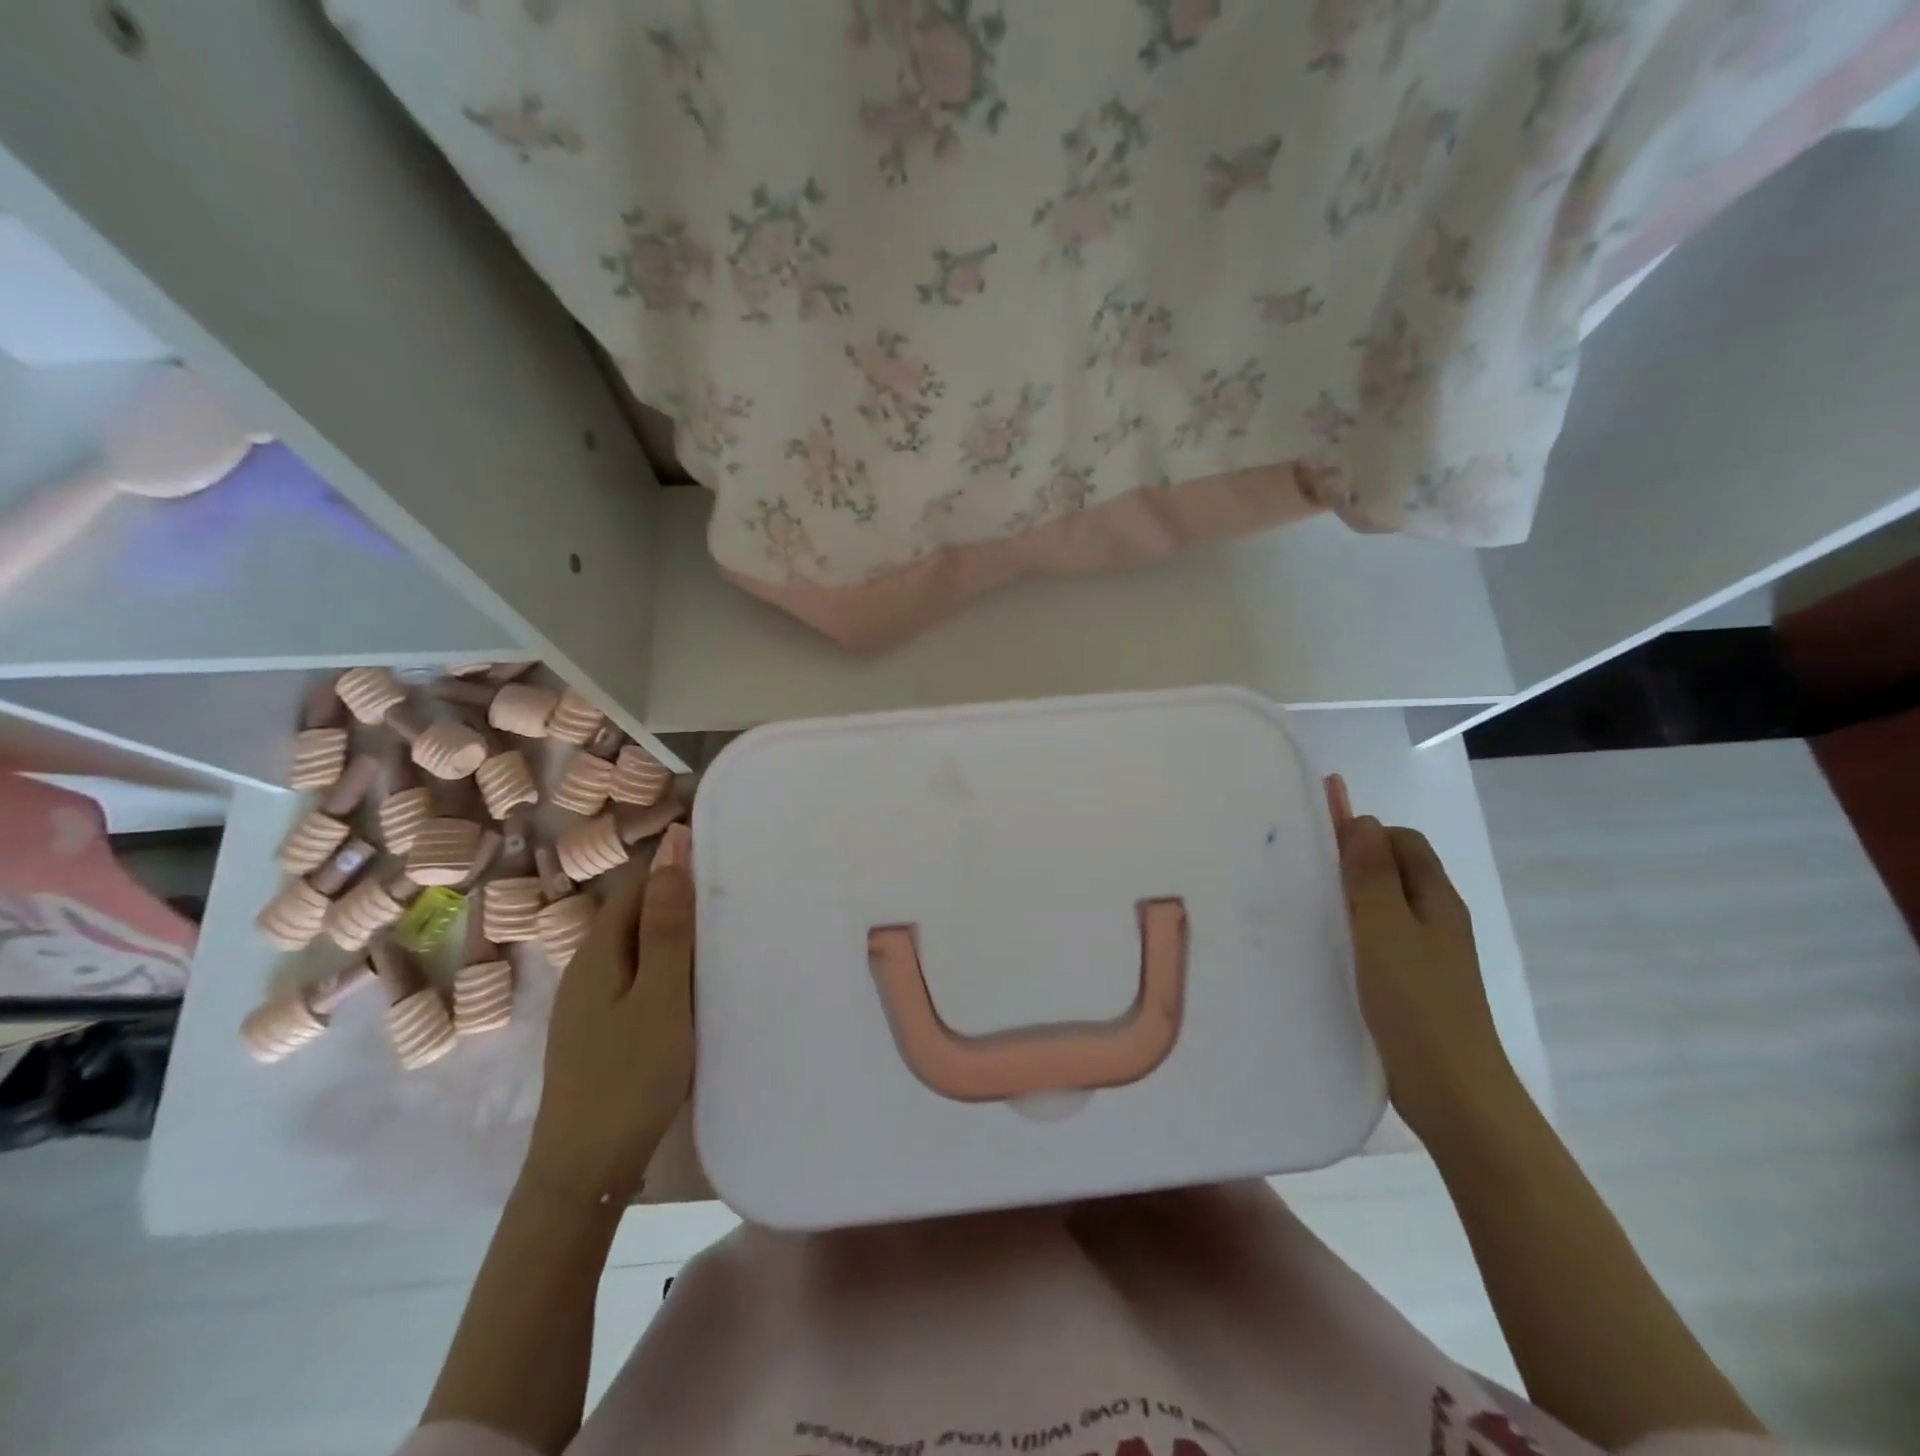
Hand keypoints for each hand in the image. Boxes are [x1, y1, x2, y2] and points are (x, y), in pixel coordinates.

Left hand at [522, 828, 693, 1209]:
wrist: (584, 1172)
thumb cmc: (629, 1078)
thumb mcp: (659, 998)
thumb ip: (667, 929)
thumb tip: (672, 853)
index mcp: (598, 953)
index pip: (636, 887)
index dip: (674, 870)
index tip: (722, 865)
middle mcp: (587, 970)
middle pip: (634, 916)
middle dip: (678, 903)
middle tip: (733, 901)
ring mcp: (590, 1004)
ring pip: (637, 950)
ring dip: (675, 938)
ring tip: (723, 938)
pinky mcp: (601, 1031)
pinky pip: (638, 980)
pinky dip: (667, 971)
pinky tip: (694, 988)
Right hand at [1329, 782, 1527, 1148]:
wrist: (1452, 1090)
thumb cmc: (1416, 1002)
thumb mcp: (1385, 929)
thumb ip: (1372, 873)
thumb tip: (1361, 820)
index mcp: (1436, 899)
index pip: (1402, 841)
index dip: (1364, 834)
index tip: (1320, 847)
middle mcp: (1436, 919)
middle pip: (1395, 870)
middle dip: (1354, 862)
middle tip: (1307, 876)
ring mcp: (1426, 954)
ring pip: (1385, 905)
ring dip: (1350, 897)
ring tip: (1309, 908)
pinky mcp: (1411, 983)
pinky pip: (1380, 938)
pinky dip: (1354, 930)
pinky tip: (1327, 948)